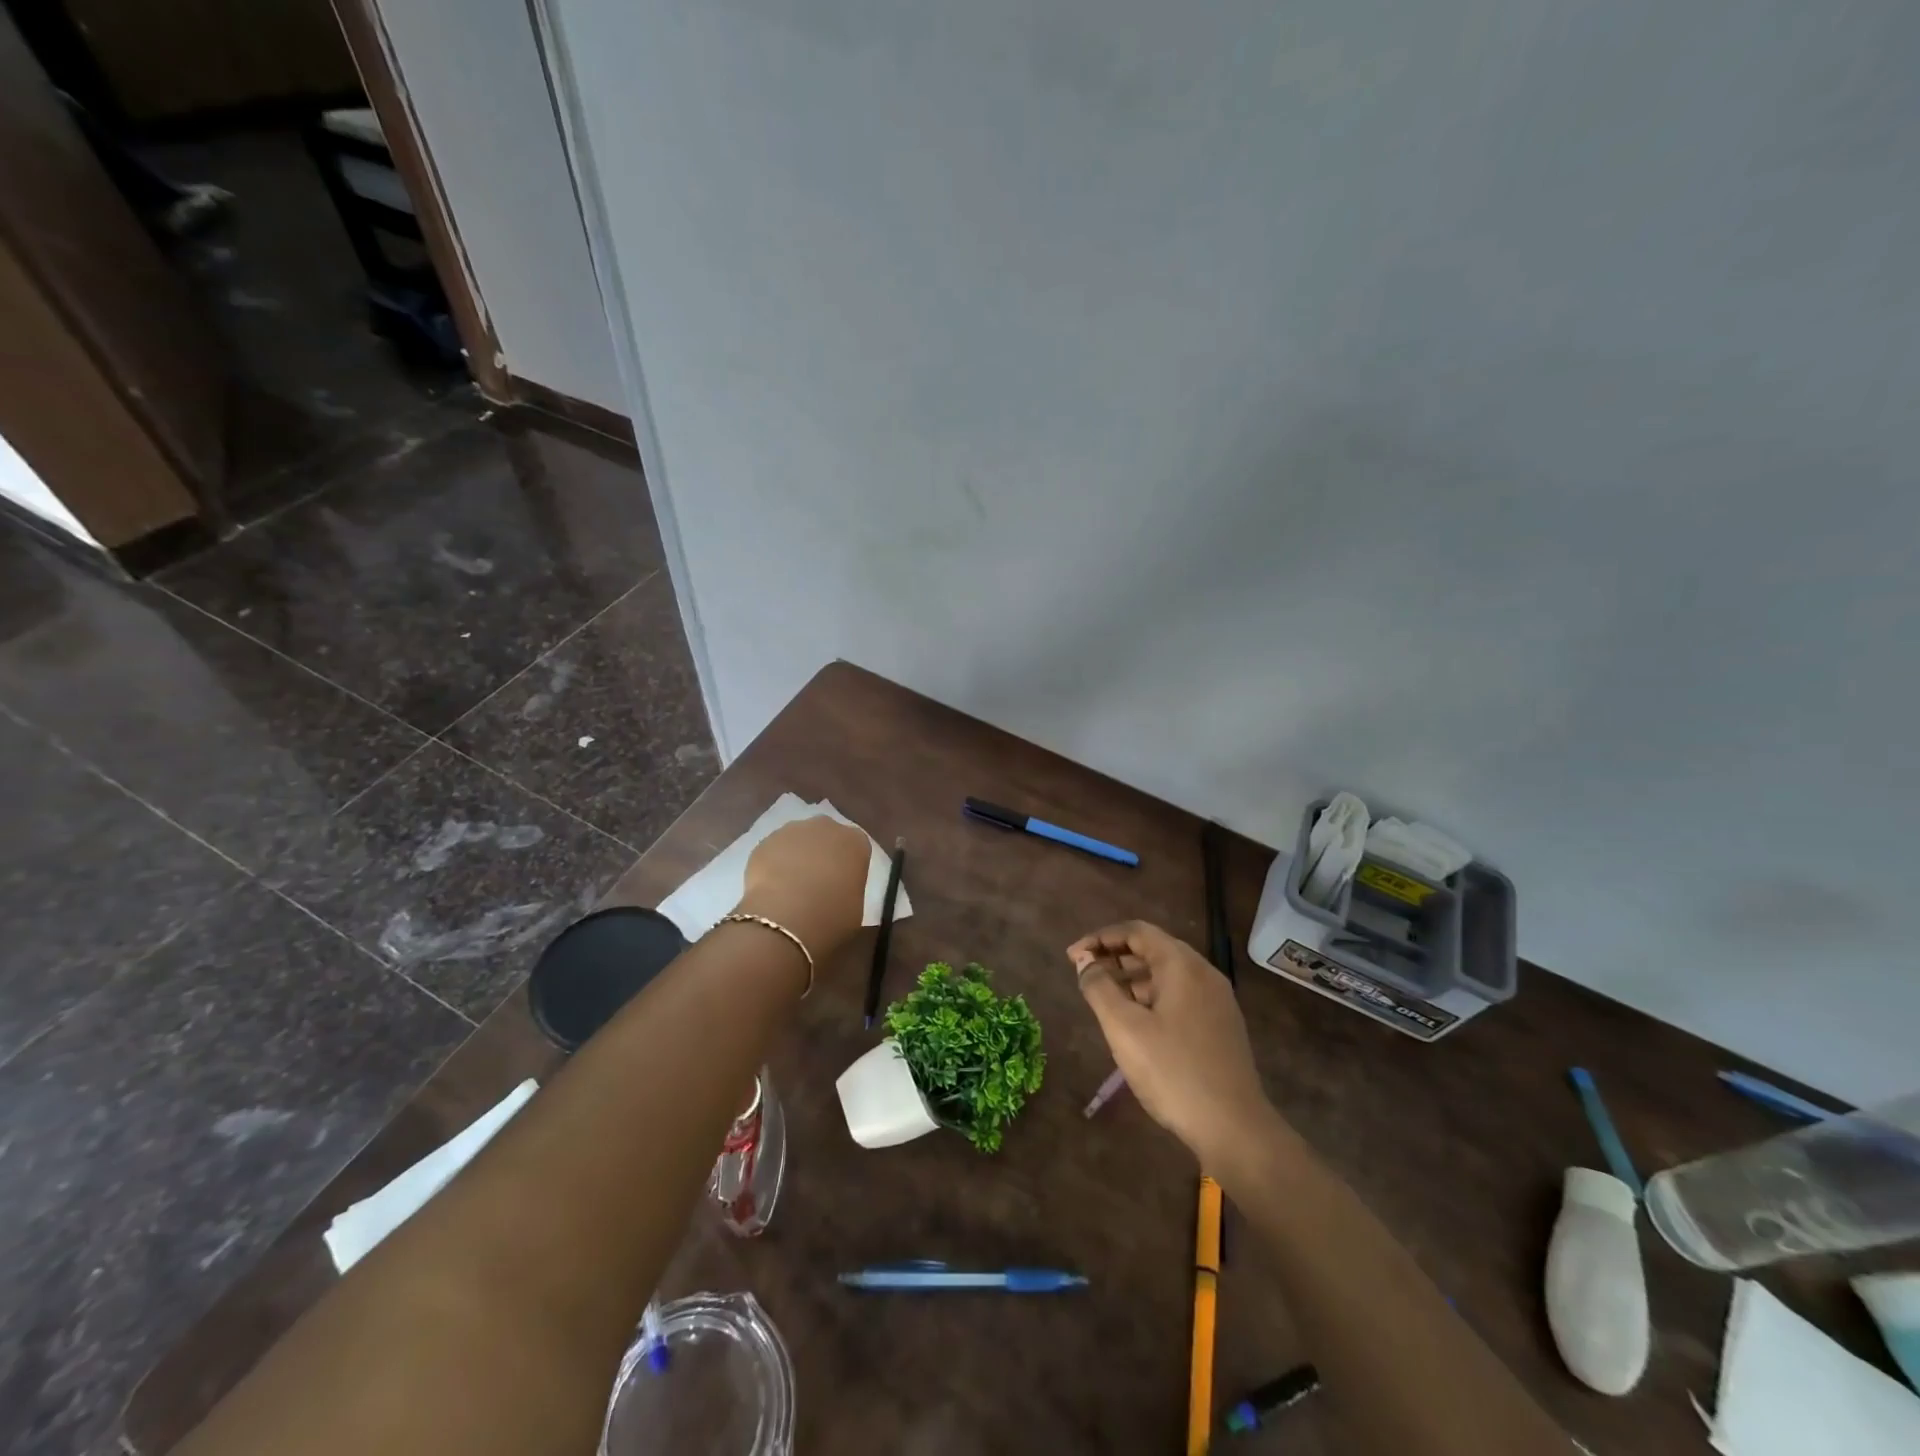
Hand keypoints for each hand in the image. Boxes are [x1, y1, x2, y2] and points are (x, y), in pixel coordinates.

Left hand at [737, 816, 870, 964]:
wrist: (786, 917)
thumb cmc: (832, 915)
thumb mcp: (856, 907)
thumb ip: (849, 889)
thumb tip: (838, 892)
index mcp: (855, 841)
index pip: (856, 847)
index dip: (848, 865)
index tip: (843, 884)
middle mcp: (826, 827)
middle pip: (826, 836)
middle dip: (821, 853)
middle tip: (817, 883)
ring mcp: (792, 830)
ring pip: (797, 840)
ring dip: (796, 856)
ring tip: (790, 887)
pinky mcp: (764, 841)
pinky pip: (774, 851)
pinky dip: (773, 864)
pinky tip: (771, 888)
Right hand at [1067, 921, 1272, 1167]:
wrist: (1234, 1127)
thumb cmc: (1173, 1071)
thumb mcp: (1124, 1028)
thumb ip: (1099, 988)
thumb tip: (1086, 964)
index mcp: (1181, 964)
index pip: (1136, 931)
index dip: (1100, 938)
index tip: (1072, 957)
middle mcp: (1203, 972)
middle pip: (1153, 949)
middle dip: (1115, 957)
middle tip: (1084, 975)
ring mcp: (1216, 999)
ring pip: (1166, 974)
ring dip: (1132, 978)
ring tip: (1104, 998)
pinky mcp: (1221, 1024)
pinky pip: (1179, 995)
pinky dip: (1151, 996)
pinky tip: (1136, 1021)